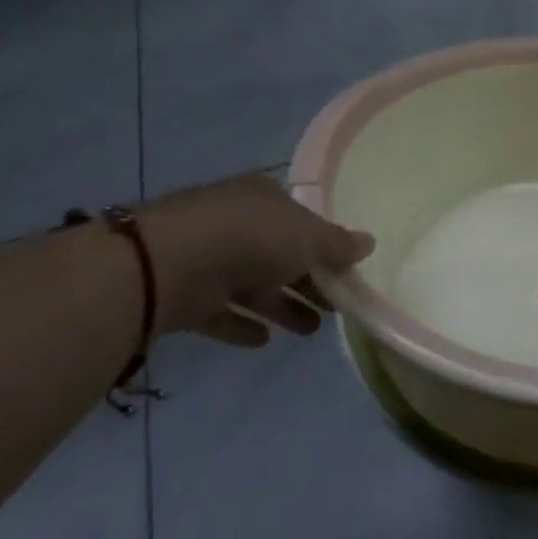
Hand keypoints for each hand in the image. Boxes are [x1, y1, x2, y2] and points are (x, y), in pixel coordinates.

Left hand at [134, 177, 372, 346]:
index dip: (325, 242)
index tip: (346, 269)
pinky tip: (265, 341)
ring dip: (282, 306)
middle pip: (280, 254)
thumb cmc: (252, 238)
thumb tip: (369, 243)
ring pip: (254, 285)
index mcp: (264, 197)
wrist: (168, 266)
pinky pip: (222, 311)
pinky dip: (243, 324)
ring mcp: (207, 257)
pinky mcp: (186, 293)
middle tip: (337, 305)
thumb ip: (339, 244)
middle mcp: (235, 222)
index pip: (301, 218)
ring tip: (312, 330)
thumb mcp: (310, 237)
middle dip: (308, 280)